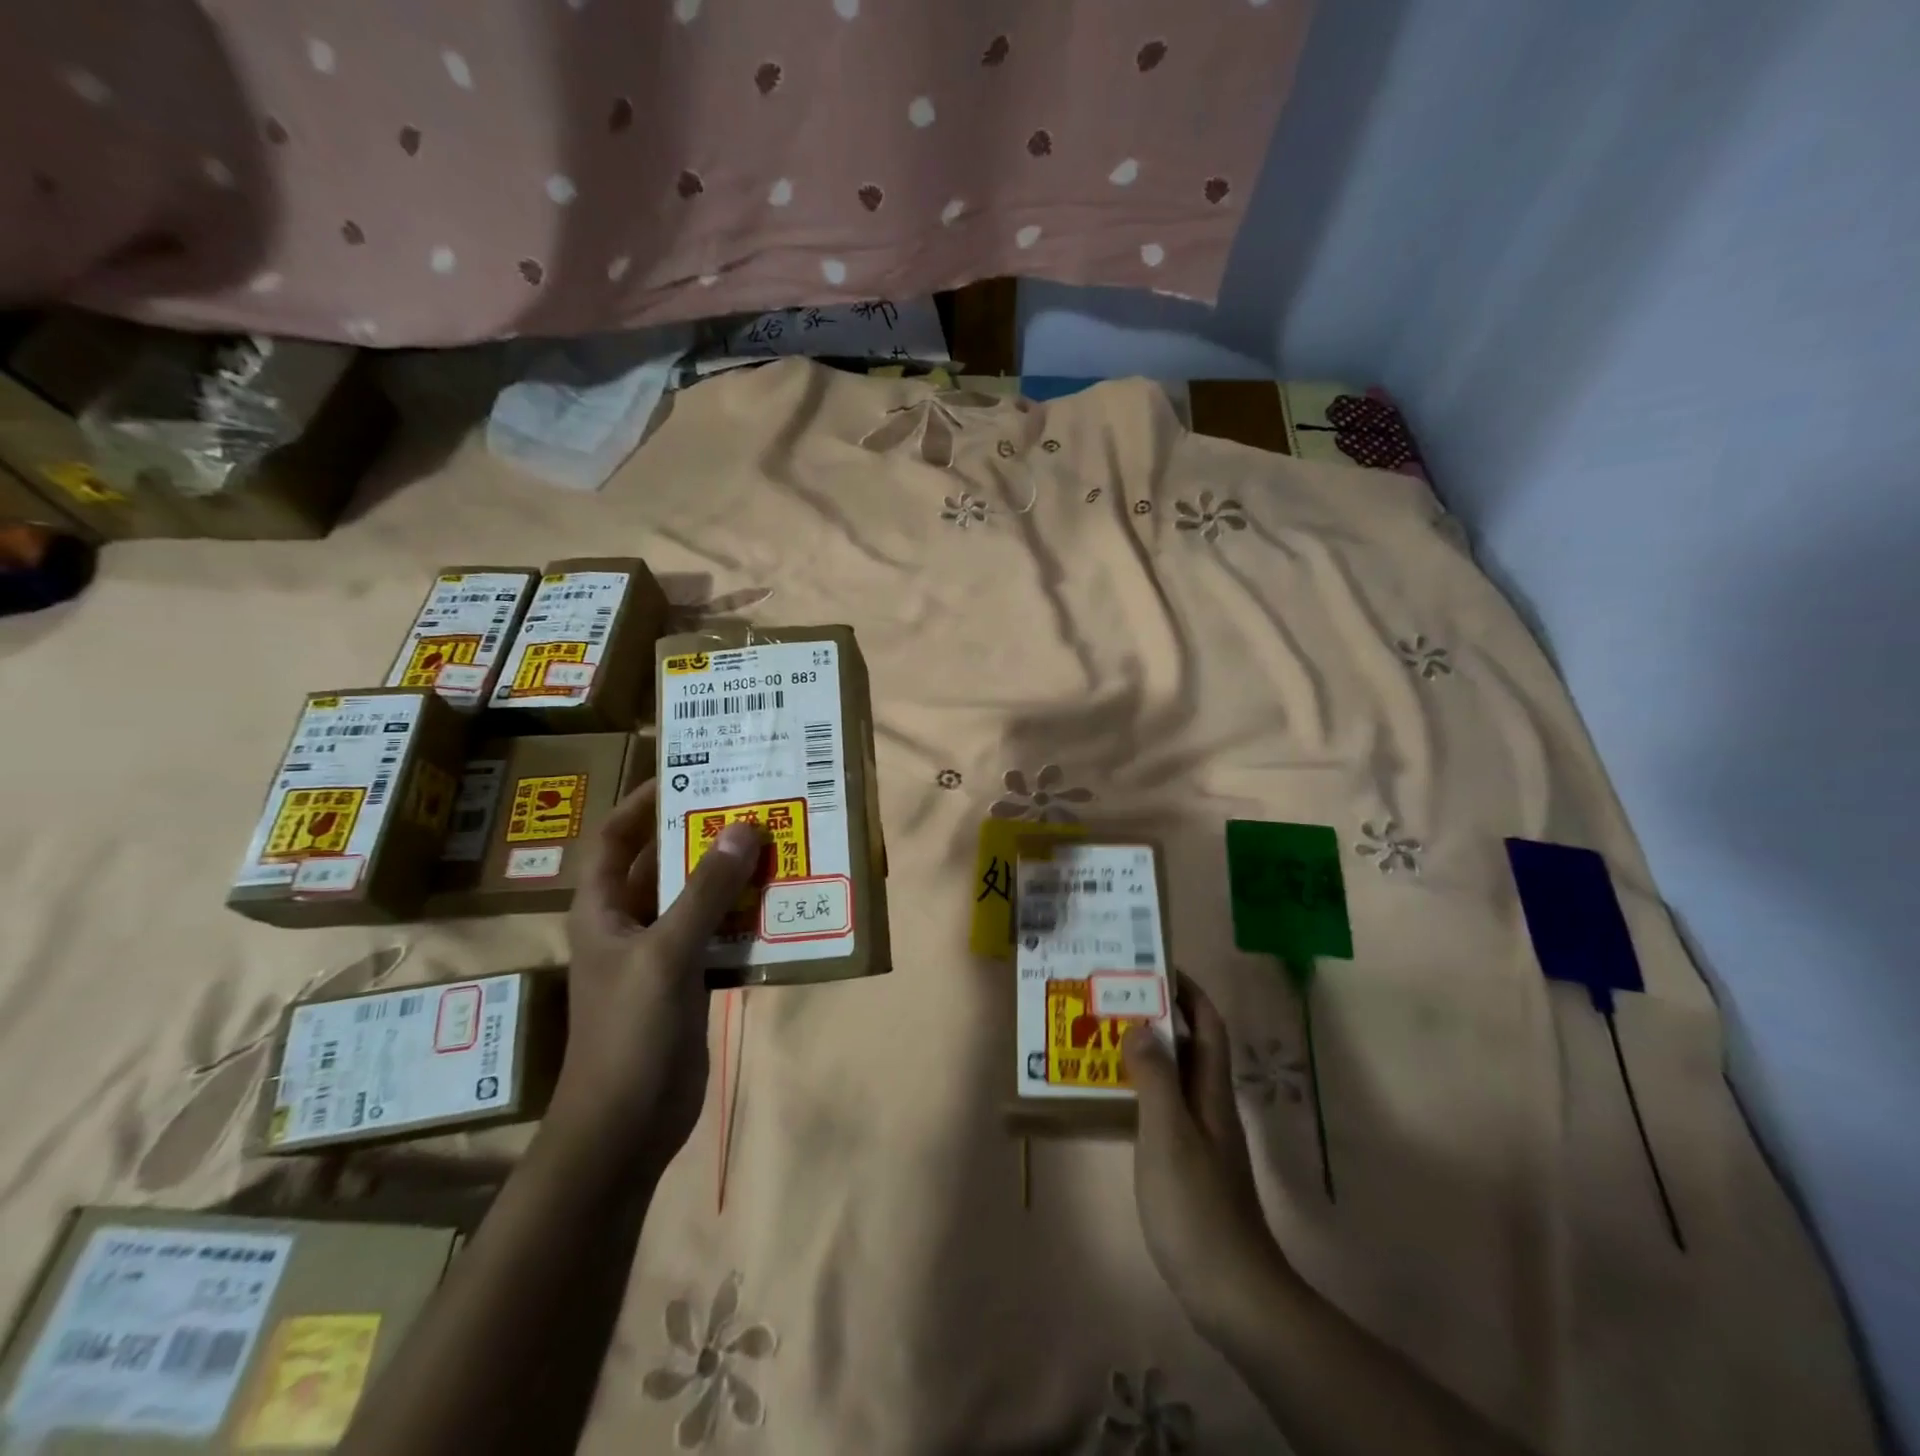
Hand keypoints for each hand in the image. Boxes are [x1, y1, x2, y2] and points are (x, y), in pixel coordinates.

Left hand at [556, 781, 761, 1161]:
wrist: (627, 1126)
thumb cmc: (630, 1032)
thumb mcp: (667, 953)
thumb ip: (706, 891)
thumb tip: (744, 827)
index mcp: (603, 909)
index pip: (614, 838)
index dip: (644, 802)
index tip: (688, 772)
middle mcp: (628, 923)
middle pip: (663, 863)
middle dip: (701, 834)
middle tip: (750, 803)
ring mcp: (660, 954)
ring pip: (696, 898)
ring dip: (729, 875)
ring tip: (774, 842)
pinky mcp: (689, 981)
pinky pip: (718, 933)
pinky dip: (743, 916)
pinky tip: (780, 902)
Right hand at [1123, 976, 1288, 1334]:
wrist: (1231, 1292)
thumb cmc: (1196, 1206)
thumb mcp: (1169, 1135)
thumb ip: (1155, 1078)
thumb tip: (1141, 1024)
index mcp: (1211, 1092)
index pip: (1208, 1026)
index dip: (1189, 993)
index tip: (1156, 966)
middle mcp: (1210, 1107)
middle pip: (1192, 1047)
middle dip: (1161, 1015)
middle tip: (1116, 997)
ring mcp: (1202, 1138)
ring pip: (1176, 1077)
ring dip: (1148, 1051)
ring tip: (1105, 1037)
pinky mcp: (1189, 1166)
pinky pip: (1165, 1109)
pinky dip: (1142, 1090)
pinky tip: (1114, 1098)